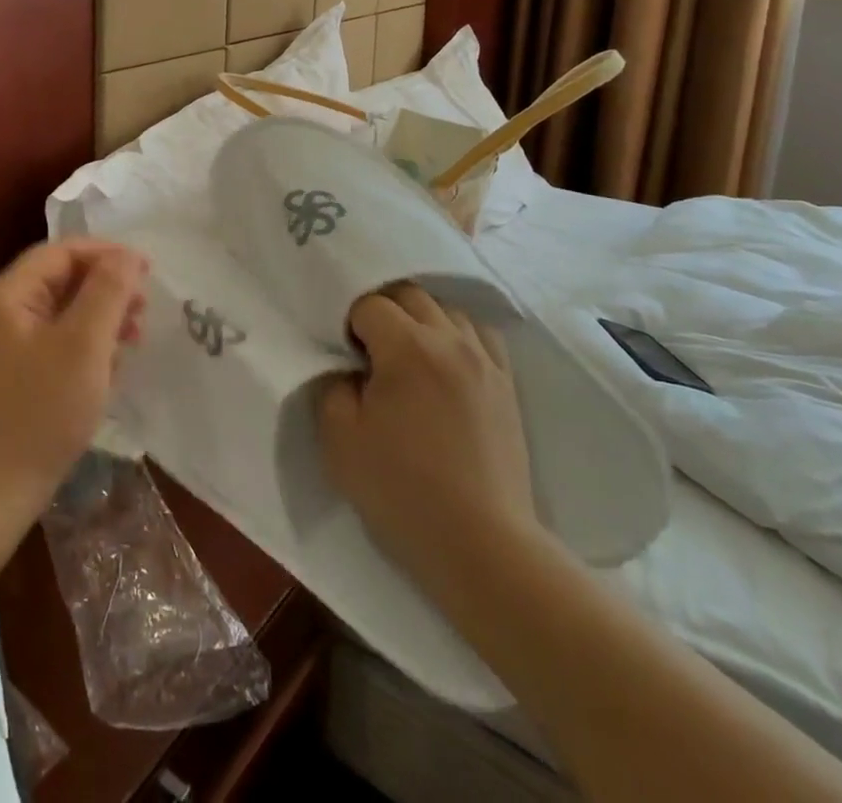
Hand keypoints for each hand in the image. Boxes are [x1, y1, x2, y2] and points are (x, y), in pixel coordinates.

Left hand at [0, 239, 148, 523]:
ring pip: (59, 317)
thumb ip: (108, 292)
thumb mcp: (83, 346)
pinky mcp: (6, 381)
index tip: (148, 272)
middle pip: (60, 282)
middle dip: (106, 291)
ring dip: (98, 323)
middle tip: (144, 314)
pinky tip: (106, 374)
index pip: (62, 252)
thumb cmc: (36, 414)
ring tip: (132, 344)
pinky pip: (51, 348)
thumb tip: (128, 255)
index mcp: (6, 295)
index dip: (107, 255)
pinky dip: (82, 351)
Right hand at [317, 283, 538, 583]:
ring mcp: (485, 362)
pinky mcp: (507, 386)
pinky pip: (481, 336)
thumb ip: (334, 386)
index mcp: (408, 347)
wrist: (481, 546)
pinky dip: (458, 336)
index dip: (349, 325)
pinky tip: (446, 363)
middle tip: (369, 351)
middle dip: (383, 311)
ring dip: (421, 320)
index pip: (369, 305)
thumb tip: (349, 369)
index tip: (344, 358)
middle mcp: (450, 340)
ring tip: (408, 356)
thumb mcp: (339, 439)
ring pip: (447, 310)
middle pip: (410, 295)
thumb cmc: (401, 491)